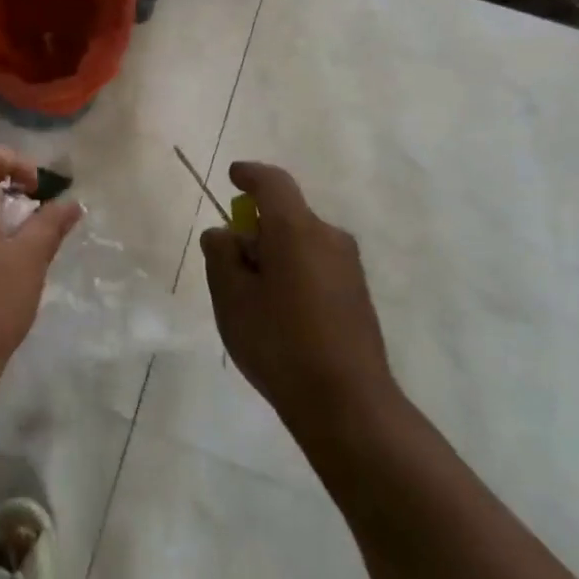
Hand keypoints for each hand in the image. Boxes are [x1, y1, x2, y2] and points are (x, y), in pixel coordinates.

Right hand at [199, 162, 397, 436]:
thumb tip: (224, 233)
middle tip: (230, 263)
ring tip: (252, 297)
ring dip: (275, 253)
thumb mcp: (232, 298)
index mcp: (296, 229)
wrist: (348, 403)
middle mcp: (329, 237)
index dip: (250, 175)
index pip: (273, 183)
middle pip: (286, 215)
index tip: (233, 176)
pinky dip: (294, 272)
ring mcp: (349, 266)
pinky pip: (316, 265)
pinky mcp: (357, 293)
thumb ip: (221, 256)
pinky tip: (281, 314)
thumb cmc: (280, 343)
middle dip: (256, 228)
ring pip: (301, 242)